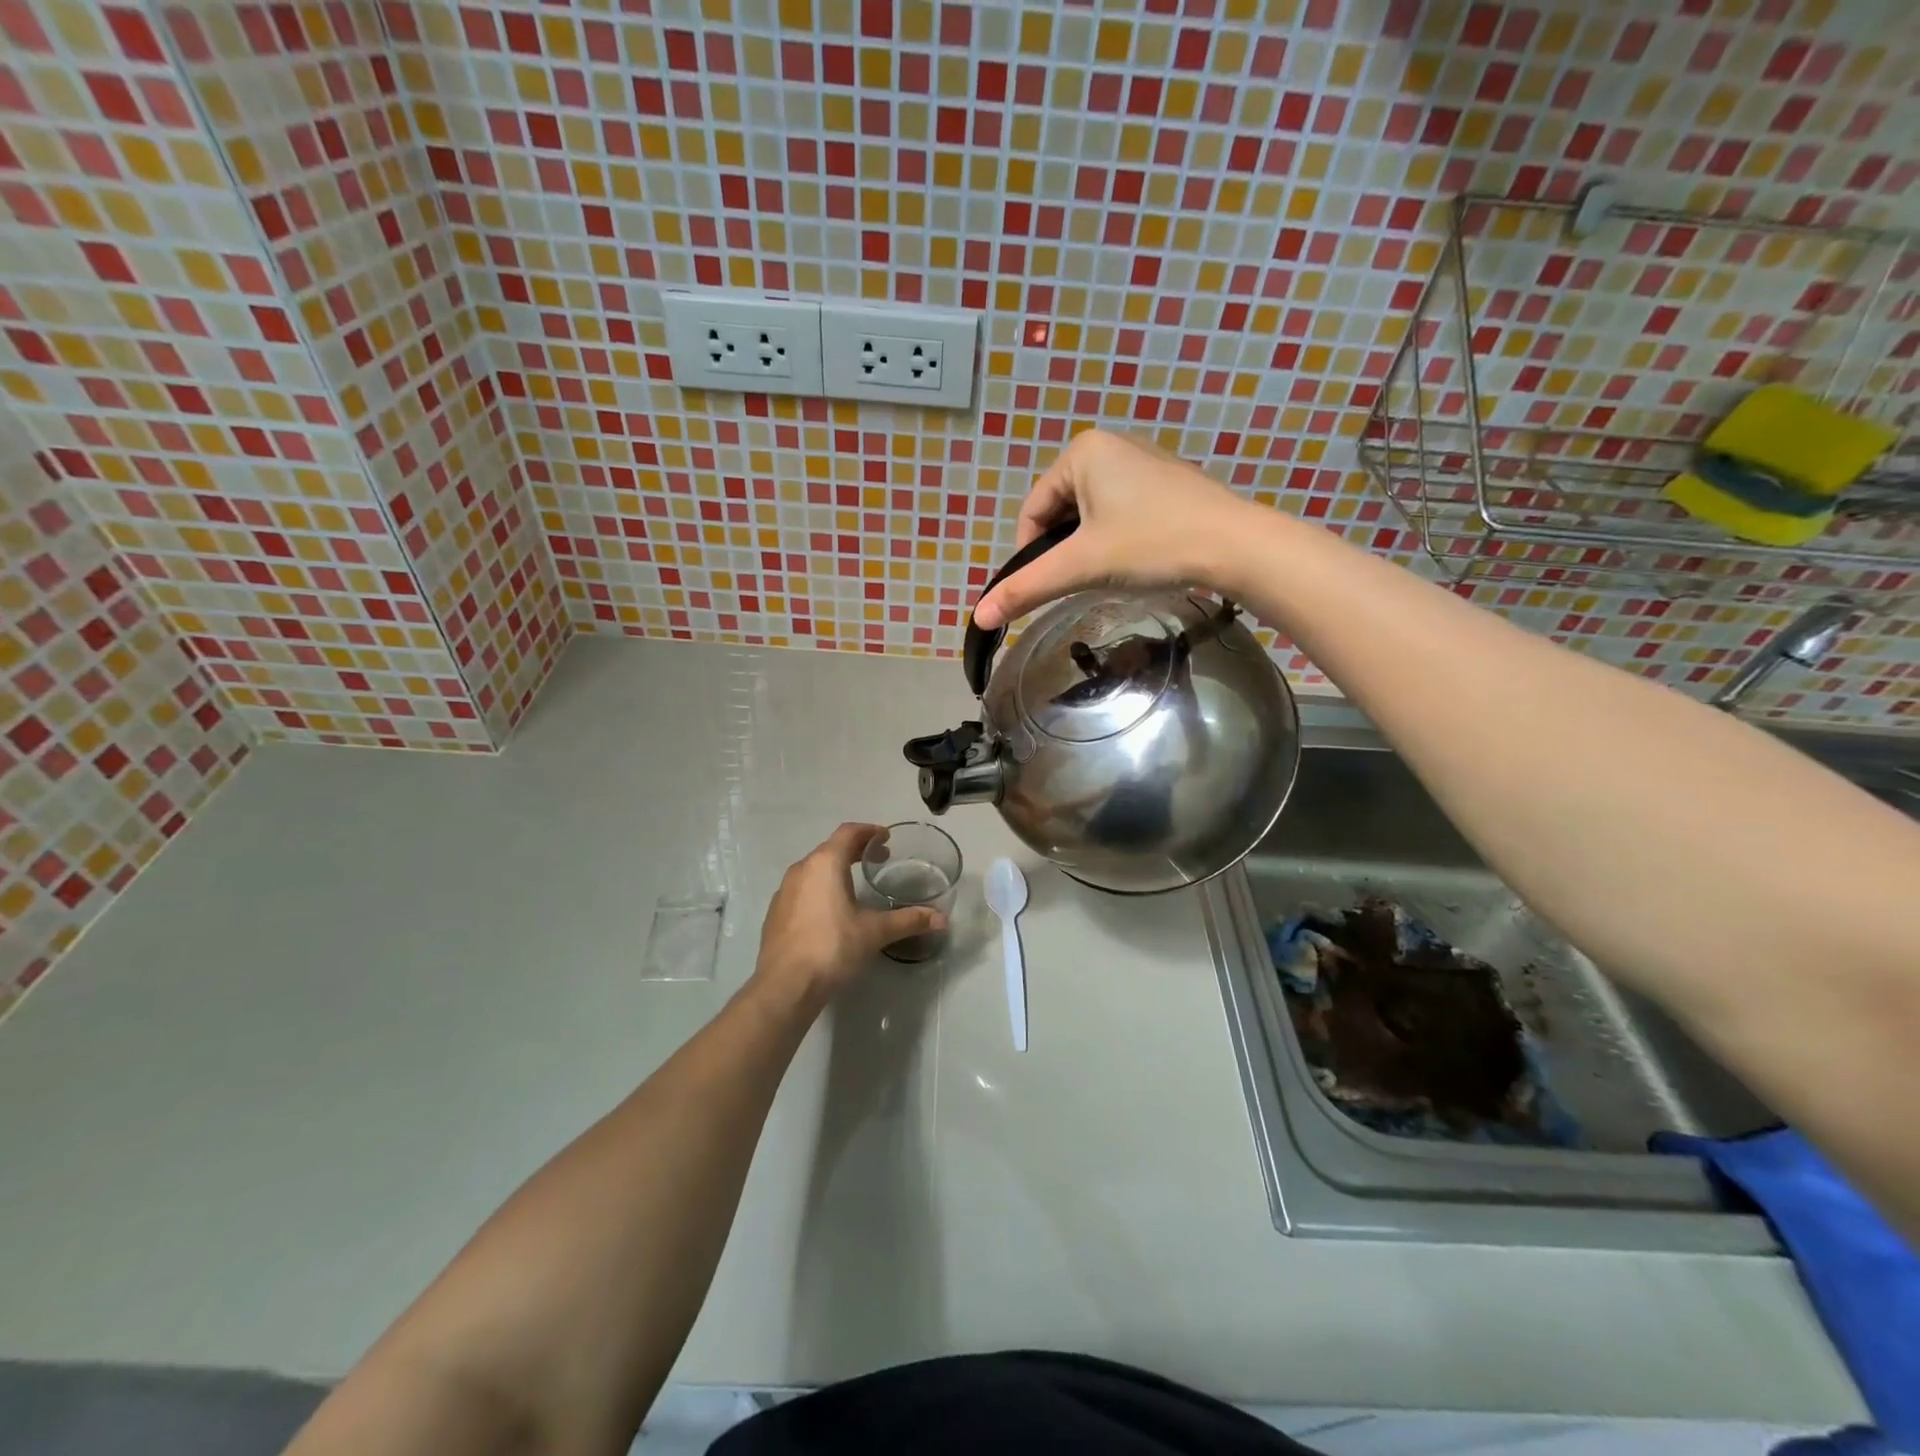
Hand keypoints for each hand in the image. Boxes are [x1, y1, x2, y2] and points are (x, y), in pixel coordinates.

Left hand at [752, 823, 945, 1003]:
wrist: (785, 985)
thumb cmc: (832, 947)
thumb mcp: (875, 932)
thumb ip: (908, 921)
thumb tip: (942, 919)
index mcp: (824, 863)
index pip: (848, 832)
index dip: (869, 831)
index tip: (886, 838)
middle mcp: (801, 869)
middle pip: (830, 848)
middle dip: (855, 850)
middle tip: (878, 859)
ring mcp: (784, 891)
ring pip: (814, 869)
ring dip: (836, 869)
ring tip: (856, 884)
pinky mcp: (775, 913)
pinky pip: (802, 889)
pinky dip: (820, 888)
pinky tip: (831, 911)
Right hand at [972, 429, 1257, 628]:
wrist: (1235, 545)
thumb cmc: (1152, 544)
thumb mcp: (1081, 566)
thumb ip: (1027, 588)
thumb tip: (978, 616)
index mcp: (1082, 451)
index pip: (1032, 512)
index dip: (1032, 554)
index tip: (1049, 584)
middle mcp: (1110, 444)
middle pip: (1061, 512)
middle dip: (1066, 550)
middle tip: (1085, 580)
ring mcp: (1143, 461)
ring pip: (1091, 515)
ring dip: (1091, 547)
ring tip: (1113, 572)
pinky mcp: (1167, 481)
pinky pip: (1121, 511)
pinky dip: (1117, 538)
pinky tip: (1138, 558)